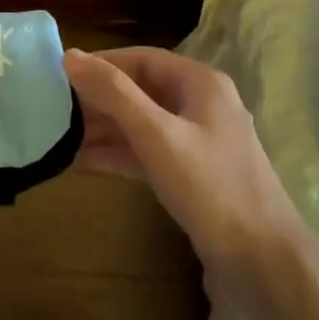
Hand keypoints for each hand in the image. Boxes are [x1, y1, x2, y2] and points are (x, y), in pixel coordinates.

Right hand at [63, 47, 306, 311]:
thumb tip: (70, 55)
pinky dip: (119, 154)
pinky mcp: (193, 175)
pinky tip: (84, 161)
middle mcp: (202, 105)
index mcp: (200, 83)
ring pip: (143, 123)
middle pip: (141, 89)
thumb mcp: (157, 135)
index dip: (101, 63)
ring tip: (61, 135)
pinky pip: (149, 153)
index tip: (60, 73)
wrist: (263, 264)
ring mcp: (199, 142)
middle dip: (99, 98)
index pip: (141, 58)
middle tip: (55, 108)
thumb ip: (113, 93)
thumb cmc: (210, 187)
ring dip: (105, 128)